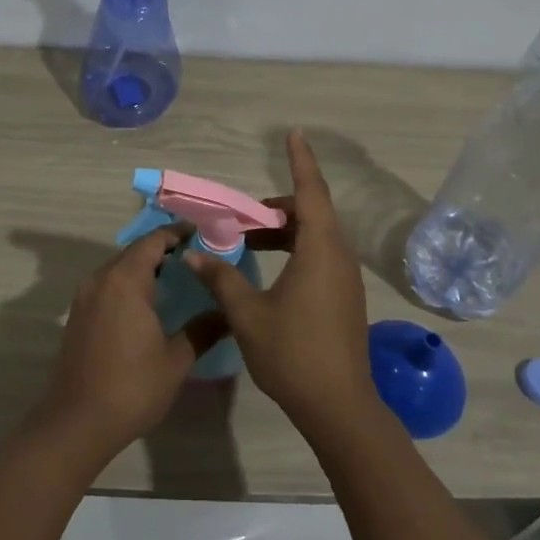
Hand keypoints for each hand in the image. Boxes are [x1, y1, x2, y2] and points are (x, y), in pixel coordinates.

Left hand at [29, 229, 230, 463]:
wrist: (77, 423)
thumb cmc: (131, 387)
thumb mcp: (176, 360)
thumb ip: (203, 330)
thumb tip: (229, 314)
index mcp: (125, 280)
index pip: (153, 241)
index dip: (177, 233)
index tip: (202, 234)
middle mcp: (101, 279)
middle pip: (135, 251)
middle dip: (164, 249)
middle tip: (196, 257)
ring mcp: (85, 297)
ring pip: (119, 268)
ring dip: (145, 267)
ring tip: (177, 277)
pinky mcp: (78, 315)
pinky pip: (107, 285)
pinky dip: (129, 284)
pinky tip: (148, 303)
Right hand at [184, 131, 376, 439]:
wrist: (339, 407)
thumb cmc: (293, 353)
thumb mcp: (247, 314)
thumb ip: (221, 279)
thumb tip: (194, 255)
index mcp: (320, 250)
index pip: (311, 192)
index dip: (301, 161)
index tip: (294, 133)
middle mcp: (339, 256)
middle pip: (312, 213)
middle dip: (278, 207)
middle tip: (243, 217)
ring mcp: (345, 278)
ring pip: (316, 236)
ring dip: (285, 232)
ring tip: (249, 243)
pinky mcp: (345, 297)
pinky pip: (320, 256)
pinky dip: (295, 250)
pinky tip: (270, 272)